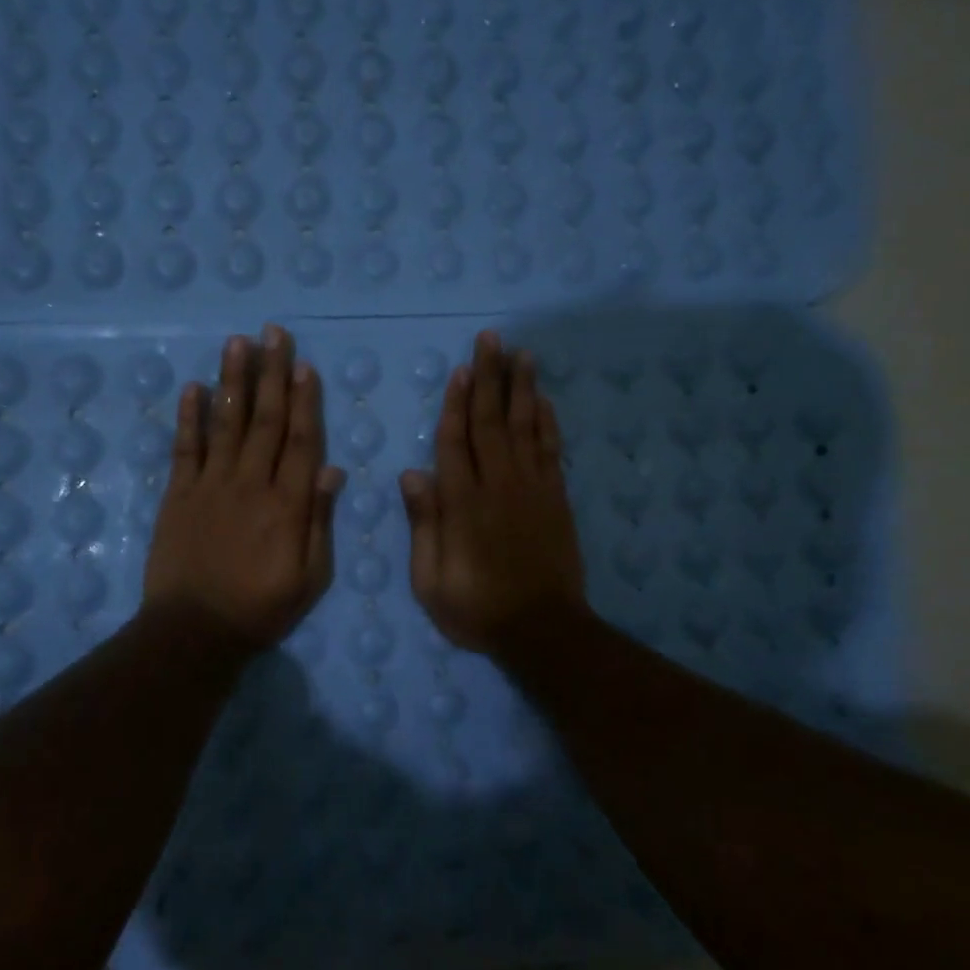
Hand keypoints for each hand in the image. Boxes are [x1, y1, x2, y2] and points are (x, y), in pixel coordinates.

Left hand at [143, 325, 345, 650]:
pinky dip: (189, 417)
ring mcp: (210, 486)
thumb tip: (331, 470)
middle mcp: (250, 484)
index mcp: (287, 505)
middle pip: (265, 421)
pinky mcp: (178, 495)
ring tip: (238, 343)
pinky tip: (194, 387)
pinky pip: (185, 448)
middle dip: (272, 374)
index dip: (305, 401)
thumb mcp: (310, 577)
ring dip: (233, 381)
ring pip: (226, 424)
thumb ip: (319, 522)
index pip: (300, 441)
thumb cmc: (261, 608)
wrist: (194, 631)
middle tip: (274, 334)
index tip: (305, 366)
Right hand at [399, 331, 586, 655]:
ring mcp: (532, 489)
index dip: (456, 404)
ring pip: (525, 427)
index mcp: (463, 504)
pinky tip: (544, 399)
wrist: (542, 630)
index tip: (460, 370)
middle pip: (492, 422)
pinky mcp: (556, 498)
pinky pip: (552, 450)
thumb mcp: (431, 581)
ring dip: (522, 388)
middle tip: (491, 339)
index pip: (456, 442)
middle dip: (490, 378)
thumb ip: (424, 525)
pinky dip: (548, 421)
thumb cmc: (477, 609)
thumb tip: (412, 474)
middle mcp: (498, 486)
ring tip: (521, 353)